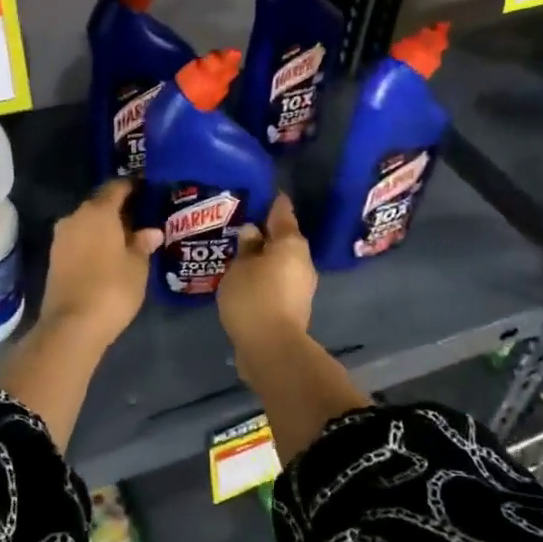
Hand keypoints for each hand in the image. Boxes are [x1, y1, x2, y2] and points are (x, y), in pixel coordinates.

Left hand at [37, 179, 162, 348]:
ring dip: (105, 228)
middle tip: (142, 219)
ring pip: (87, 223)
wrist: (72, 325)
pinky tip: (109, 255)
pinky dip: (93, 242)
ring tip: (128, 239)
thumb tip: (151, 231)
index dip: (132, 187)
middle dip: (119, 210)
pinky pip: (79, 240)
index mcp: (98, 211)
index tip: (147, 190)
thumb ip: (143, 243)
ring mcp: (61, 238)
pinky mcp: (54, 258)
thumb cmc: (112, 289)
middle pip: (100, 205)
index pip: (116, 187)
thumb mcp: (137, 266)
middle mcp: (75, 217)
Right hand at [216, 194, 316, 352]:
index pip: (282, 213)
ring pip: (282, 262)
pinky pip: (278, 281)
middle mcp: (302, 261)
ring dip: (265, 257)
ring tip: (240, 254)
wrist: (272, 348)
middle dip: (266, 233)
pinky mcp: (294, 306)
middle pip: (284, 239)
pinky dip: (265, 276)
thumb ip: (246, 247)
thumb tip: (252, 232)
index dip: (273, 202)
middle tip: (243, 226)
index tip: (266, 193)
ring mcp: (301, 286)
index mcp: (291, 244)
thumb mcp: (240, 267)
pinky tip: (246, 279)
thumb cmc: (254, 298)